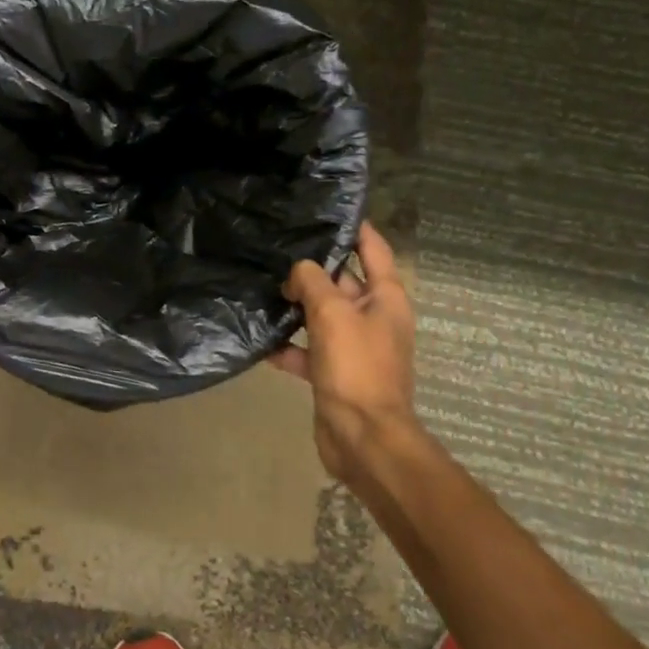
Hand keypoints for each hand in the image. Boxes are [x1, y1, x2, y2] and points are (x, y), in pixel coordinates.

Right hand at [269, 221, 418, 480]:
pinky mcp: (335, 373)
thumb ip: (312, 282)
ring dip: (298, 307)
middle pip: (342, 282)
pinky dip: (290, 347)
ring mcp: (354, 347)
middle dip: (313, 269)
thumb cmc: (355, 367)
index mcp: (385, 298)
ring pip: (322, 316)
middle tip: (277, 250)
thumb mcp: (332, 314)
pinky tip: (263, 343)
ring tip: (264, 290)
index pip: (373, 249)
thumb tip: (298, 272)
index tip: (328, 210)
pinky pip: (309, 351)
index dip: (355, 228)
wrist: (363, 438)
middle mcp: (373, 318)